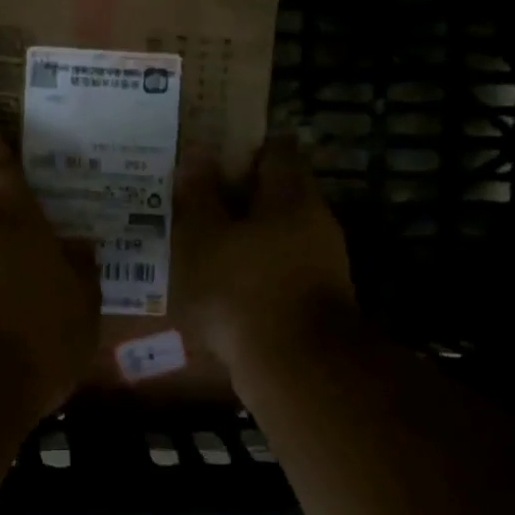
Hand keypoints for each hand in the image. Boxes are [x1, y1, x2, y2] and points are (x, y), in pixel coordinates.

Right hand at [174, 135, 355, 371]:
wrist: (294, 368)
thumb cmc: (244, 288)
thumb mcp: (204, 236)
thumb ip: (199, 194)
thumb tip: (197, 154)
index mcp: (291, 195)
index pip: (275, 149)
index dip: (243, 146)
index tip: (212, 151)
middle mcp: (314, 221)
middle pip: (275, 193)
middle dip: (237, 194)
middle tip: (195, 196)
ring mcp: (319, 263)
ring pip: (274, 234)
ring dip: (242, 234)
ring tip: (199, 239)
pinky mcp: (311, 300)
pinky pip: (275, 269)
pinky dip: (250, 268)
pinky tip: (219, 280)